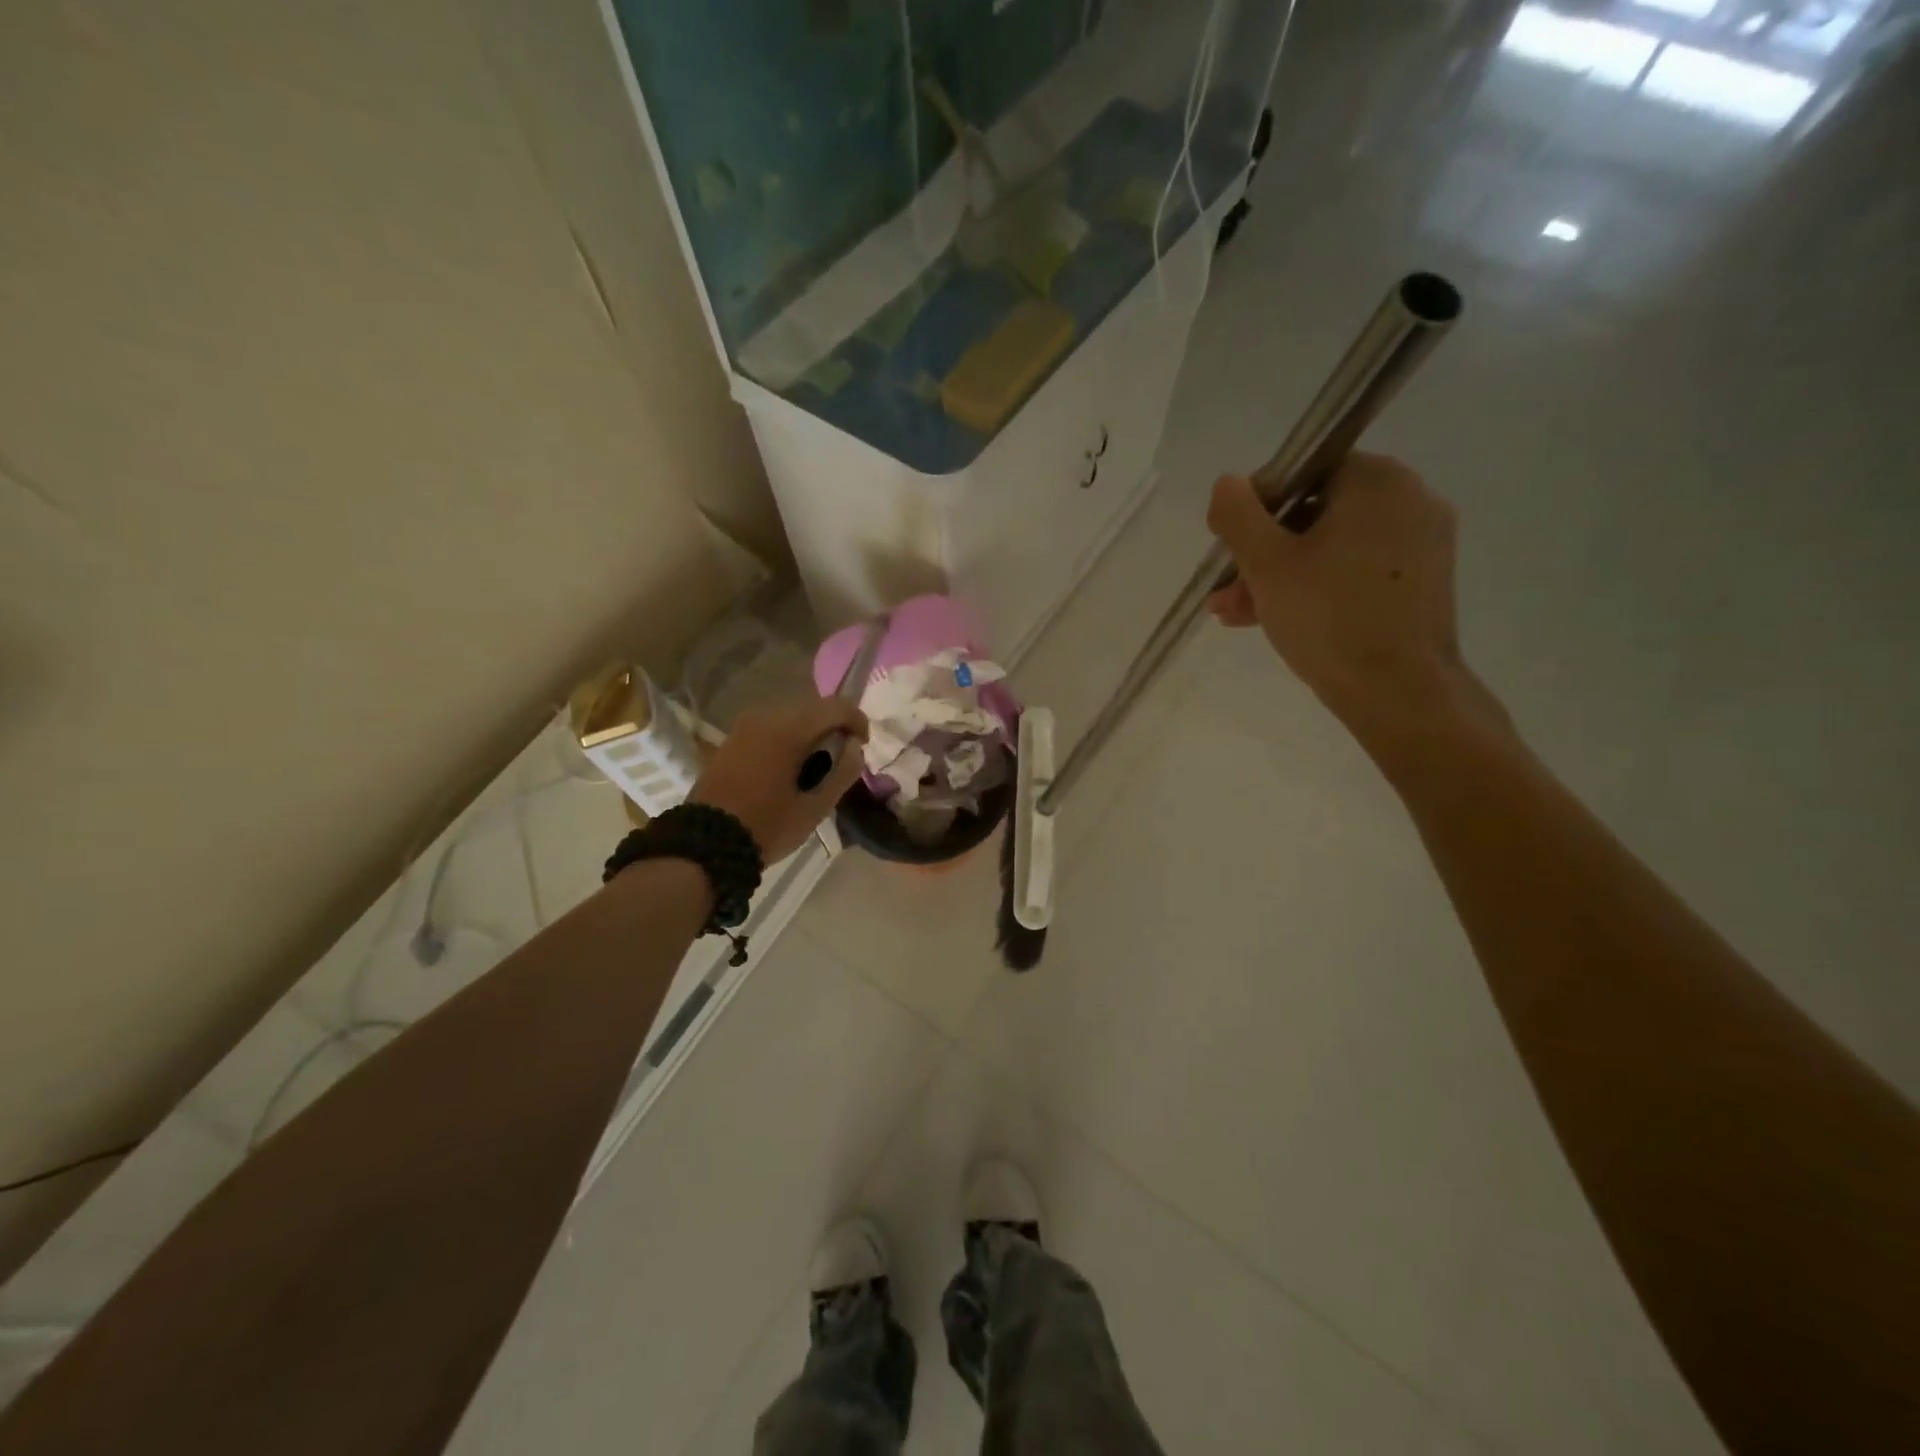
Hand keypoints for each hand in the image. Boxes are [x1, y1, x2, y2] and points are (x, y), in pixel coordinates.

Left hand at [689, 698, 869, 861]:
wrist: (704, 845)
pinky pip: (770, 728)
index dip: (857, 720)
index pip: (836, 706)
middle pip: (812, 708)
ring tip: (814, 768)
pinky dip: (787, 740)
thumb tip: (855, 748)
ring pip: (790, 717)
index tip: (862, 746)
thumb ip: (842, 773)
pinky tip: (788, 768)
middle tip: (840, 761)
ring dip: (809, 734)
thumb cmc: (766, 827)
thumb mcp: (814, 808)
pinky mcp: (731, 739)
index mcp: (788, 730)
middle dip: (832, 728)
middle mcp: (765, 716)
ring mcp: (744, 726)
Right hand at [1206, 454, 1485, 743]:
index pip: (1302, 473)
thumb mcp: (1266, 563)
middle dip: (1262, 554)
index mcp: (1377, 481)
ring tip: (1237, 614)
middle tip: (1226, 593)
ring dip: (1281, 577)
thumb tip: (1226, 483)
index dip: (1256, 509)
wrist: (1398, 692)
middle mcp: (1409, 500)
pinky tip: (1277, 619)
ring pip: (1331, 548)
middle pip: (1314, 515)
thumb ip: (1238, 515)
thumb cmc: (1328, 618)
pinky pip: (1355, 571)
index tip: (1231, 550)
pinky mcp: (1422, 582)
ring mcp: (1422, 543)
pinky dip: (1317, 588)